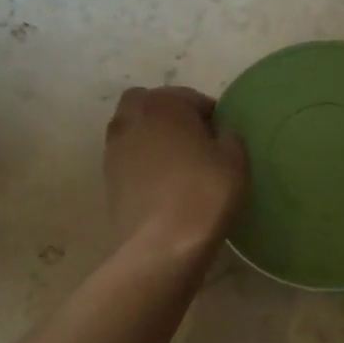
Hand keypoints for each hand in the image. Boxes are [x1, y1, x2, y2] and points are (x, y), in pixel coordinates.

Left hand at [105, 87, 248, 255]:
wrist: (164, 244)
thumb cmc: (205, 192)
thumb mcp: (236, 159)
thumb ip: (229, 136)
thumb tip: (218, 134)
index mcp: (163, 103)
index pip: (192, 98)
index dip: (212, 116)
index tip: (223, 138)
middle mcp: (131, 117)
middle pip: (153, 105)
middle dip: (172, 116)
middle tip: (196, 142)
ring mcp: (114, 148)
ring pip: (135, 130)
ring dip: (154, 138)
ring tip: (178, 163)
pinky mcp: (107, 178)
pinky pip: (129, 158)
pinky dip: (143, 162)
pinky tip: (163, 184)